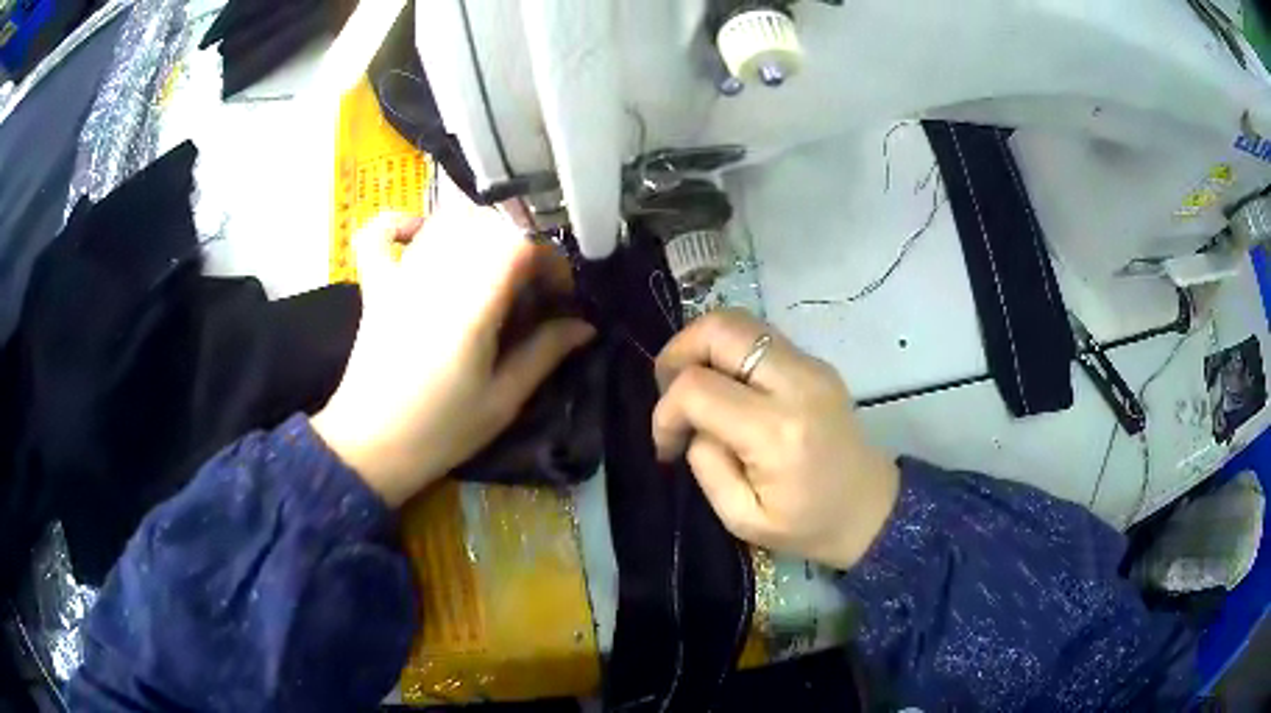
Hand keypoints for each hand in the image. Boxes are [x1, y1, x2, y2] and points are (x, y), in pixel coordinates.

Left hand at [312, 210, 593, 506]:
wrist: (371, 448)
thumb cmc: (441, 431)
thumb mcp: (503, 400)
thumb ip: (544, 353)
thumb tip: (584, 326)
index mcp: (473, 305)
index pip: (520, 243)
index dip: (550, 259)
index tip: (559, 294)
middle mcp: (437, 277)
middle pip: (487, 223)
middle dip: (521, 244)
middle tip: (530, 286)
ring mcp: (400, 277)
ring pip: (443, 221)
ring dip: (478, 231)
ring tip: (491, 267)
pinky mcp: (376, 287)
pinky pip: (379, 235)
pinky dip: (399, 224)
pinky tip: (420, 234)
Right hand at [652, 309, 898, 569]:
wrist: (871, 509)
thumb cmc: (807, 525)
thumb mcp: (741, 517)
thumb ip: (706, 464)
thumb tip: (693, 423)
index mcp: (777, 432)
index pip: (698, 387)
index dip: (666, 411)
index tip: (667, 444)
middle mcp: (797, 384)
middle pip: (720, 329)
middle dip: (678, 352)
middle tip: (667, 389)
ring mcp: (811, 365)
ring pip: (739, 321)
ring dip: (702, 345)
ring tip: (692, 385)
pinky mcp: (816, 362)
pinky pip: (759, 336)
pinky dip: (728, 350)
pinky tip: (724, 386)